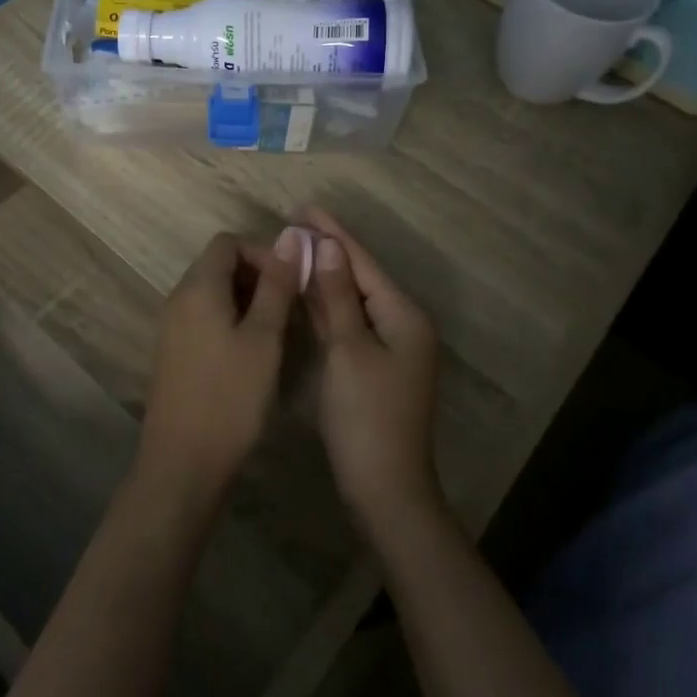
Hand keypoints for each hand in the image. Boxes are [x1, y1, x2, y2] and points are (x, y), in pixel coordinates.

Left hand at [140, 230, 302, 502]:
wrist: (183, 463)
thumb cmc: (230, 397)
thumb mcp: (264, 338)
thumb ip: (276, 285)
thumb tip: (288, 237)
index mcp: (197, 288)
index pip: (228, 242)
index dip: (262, 253)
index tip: (290, 282)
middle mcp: (178, 299)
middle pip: (218, 265)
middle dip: (257, 277)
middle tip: (288, 309)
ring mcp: (171, 328)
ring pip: (212, 294)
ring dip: (246, 301)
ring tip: (276, 332)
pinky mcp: (173, 353)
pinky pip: (203, 319)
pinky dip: (230, 322)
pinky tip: (252, 354)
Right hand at [301, 208, 442, 526]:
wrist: (385, 489)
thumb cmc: (367, 416)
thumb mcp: (349, 350)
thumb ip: (339, 296)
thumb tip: (332, 246)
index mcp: (403, 315)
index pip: (363, 263)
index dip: (334, 234)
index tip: (305, 207)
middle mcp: (402, 325)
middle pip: (360, 278)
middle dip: (329, 251)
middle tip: (293, 224)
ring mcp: (389, 348)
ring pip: (353, 301)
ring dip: (326, 277)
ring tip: (294, 249)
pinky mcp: (373, 367)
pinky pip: (349, 324)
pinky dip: (328, 307)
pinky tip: (305, 292)